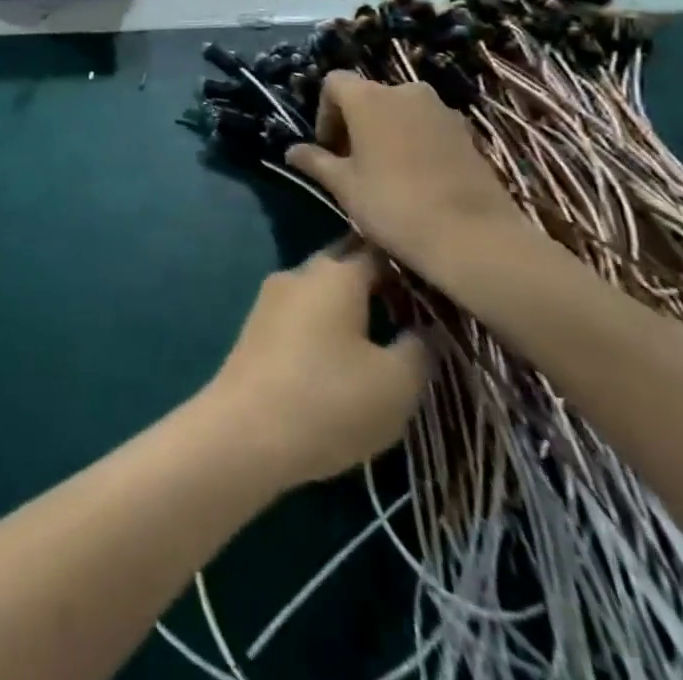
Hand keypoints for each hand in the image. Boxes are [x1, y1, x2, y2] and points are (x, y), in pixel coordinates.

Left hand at [203, 242, 429, 487]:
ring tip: (382, 338)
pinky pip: (301, 313)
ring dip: (349, 306)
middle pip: (344, 265)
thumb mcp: (396, 383)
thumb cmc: (329, 400)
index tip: (437, 291)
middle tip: (413, 314)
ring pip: (320, 290)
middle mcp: (299, 273)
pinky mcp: (256, 326)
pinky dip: (324, 324)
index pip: (378, 252)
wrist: (246, 431)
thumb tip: (427, 327)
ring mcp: (271, 297)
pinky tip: (341, 356)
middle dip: (377, 283)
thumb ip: (420, 348)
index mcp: (334, 273)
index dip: (409, 268)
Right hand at [284, 74, 518, 279]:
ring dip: (385, 132)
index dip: (324, 113)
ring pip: (399, 111)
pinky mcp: (467, 132)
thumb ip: (316, 161)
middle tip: (352, 164)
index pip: (334, 83)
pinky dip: (414, 142)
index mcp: (369, 97)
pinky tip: (416, 179)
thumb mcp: (344, 186)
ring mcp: (441, 110)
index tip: (329, 149)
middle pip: (368, 95)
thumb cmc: (394, 204)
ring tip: (384, 172)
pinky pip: (427, 126)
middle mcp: (405, 91)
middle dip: (355, 123)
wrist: (475, 238)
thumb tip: (292, 151)